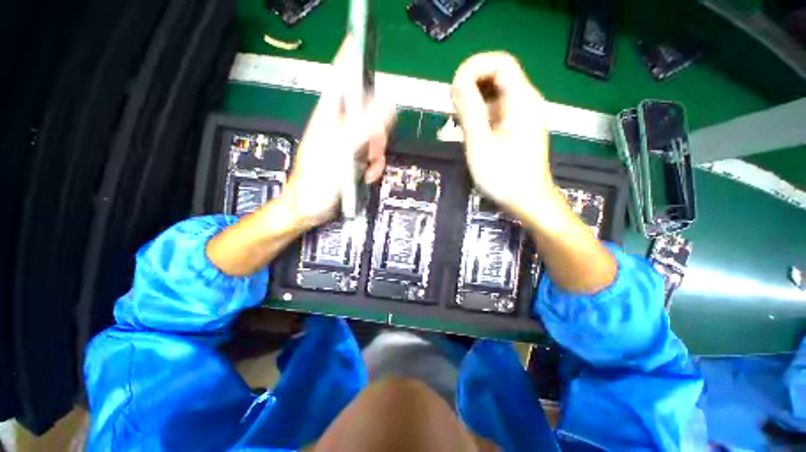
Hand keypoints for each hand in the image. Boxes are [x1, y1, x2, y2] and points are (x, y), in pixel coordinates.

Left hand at [282, 37, 395, 227]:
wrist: (310, 209)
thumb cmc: (317, 183)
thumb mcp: (341, 155)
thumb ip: (363, 129)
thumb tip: (387, 103)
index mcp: (329, 117)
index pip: (342, 78)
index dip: (353, 59)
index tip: (365, 42)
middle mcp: (339, 126)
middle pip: (369, 112)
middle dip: (377, 132)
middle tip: (373, 149)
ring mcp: (347, 143)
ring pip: (374, 136)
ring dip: (377, 154)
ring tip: (366, 170)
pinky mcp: (354, 158)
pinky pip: (373, 154)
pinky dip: (374, 165)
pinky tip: (366, 176)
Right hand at [451, 52, 552, 216]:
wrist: (527, 200)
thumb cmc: (503, 175)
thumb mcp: (480, 143)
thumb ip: (469, 110)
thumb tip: (458, 81)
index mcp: (521, 100)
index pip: (500, 62)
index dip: (474, 67)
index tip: (454, 87)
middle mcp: (526, 101)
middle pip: (498, 75)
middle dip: (472, 84)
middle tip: (453, 108)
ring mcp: (524, 115)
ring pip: (497, 93)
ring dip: (475, 100)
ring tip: (459, 121)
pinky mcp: (519, 128)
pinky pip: (499, 109)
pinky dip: (482, 113)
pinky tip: (473, 131)